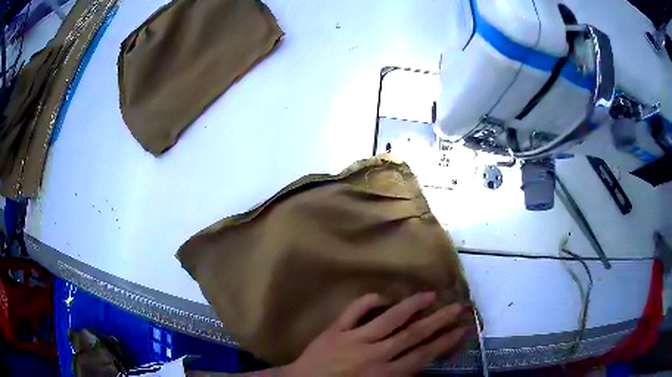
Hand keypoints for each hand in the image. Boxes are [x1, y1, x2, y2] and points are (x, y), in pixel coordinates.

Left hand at [284, 292, 472, 376]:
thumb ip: (400, 376)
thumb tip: (420, 363)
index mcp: (386, 374)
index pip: (423, 355)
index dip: (445, 341)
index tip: (461, 329)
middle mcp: (375, 354)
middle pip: (413, 334)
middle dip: (438, 320)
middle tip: (457, 306)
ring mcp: (354, 339)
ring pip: (389, 319)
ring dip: (412, 306)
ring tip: (430, 294)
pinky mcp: (335, 330)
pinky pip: (354, 311)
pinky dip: (369, 301)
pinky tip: (384, 295)